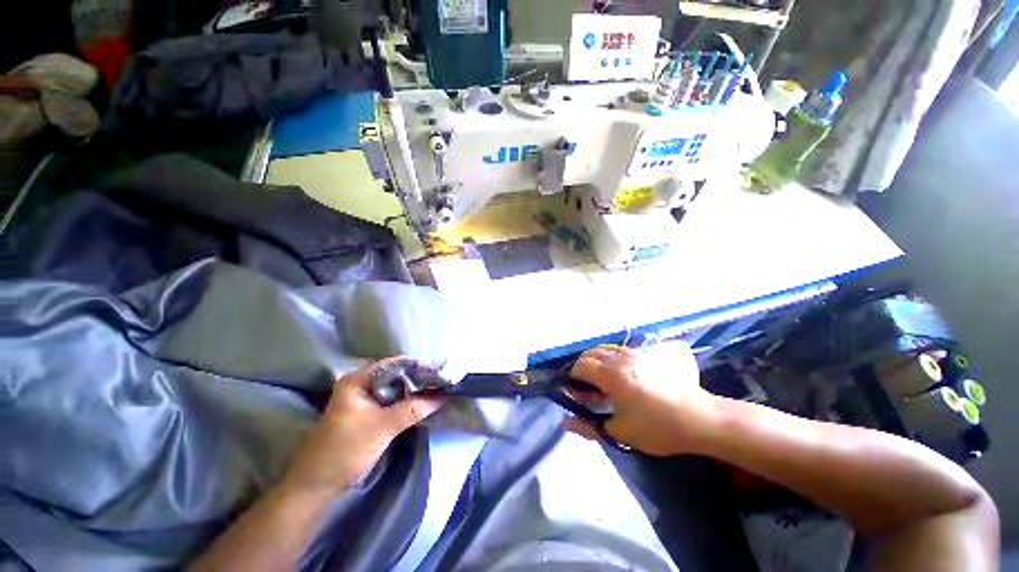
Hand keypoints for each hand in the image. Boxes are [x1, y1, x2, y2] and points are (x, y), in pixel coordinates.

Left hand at [281, 358, 443, 494]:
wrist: (316, 486)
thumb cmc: (344, 450)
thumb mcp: (381, 428)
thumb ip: (412, 410)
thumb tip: (443, 397)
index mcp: (358, 380)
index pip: (395, 364)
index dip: (419, 366)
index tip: (440, 371)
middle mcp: (361, 384)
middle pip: (396, 375)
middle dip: (419, 378)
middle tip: (443, 380)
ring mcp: (364, 399)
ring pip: (396, 388)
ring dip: (415, 390)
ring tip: (438, 389)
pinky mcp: (369, 413)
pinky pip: (393, 401)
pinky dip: (408, 401)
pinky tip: (423, 403)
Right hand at [565, 344, 713, 455]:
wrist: (700, 418)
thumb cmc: (658, 427)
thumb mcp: (621, 432)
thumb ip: (589, 426)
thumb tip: (565, 422)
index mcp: (611, 375)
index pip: (581, 366)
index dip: (573, 378)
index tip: (576, 393)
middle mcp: (620, 358)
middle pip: (590, 354)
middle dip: (583, 368)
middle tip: (588, 389)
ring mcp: (635, 353)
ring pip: (605, 349)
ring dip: (597, 361)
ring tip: (603, 380)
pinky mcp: (647, 354)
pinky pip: (619, 349)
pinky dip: (610, 358)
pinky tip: (620, 374)